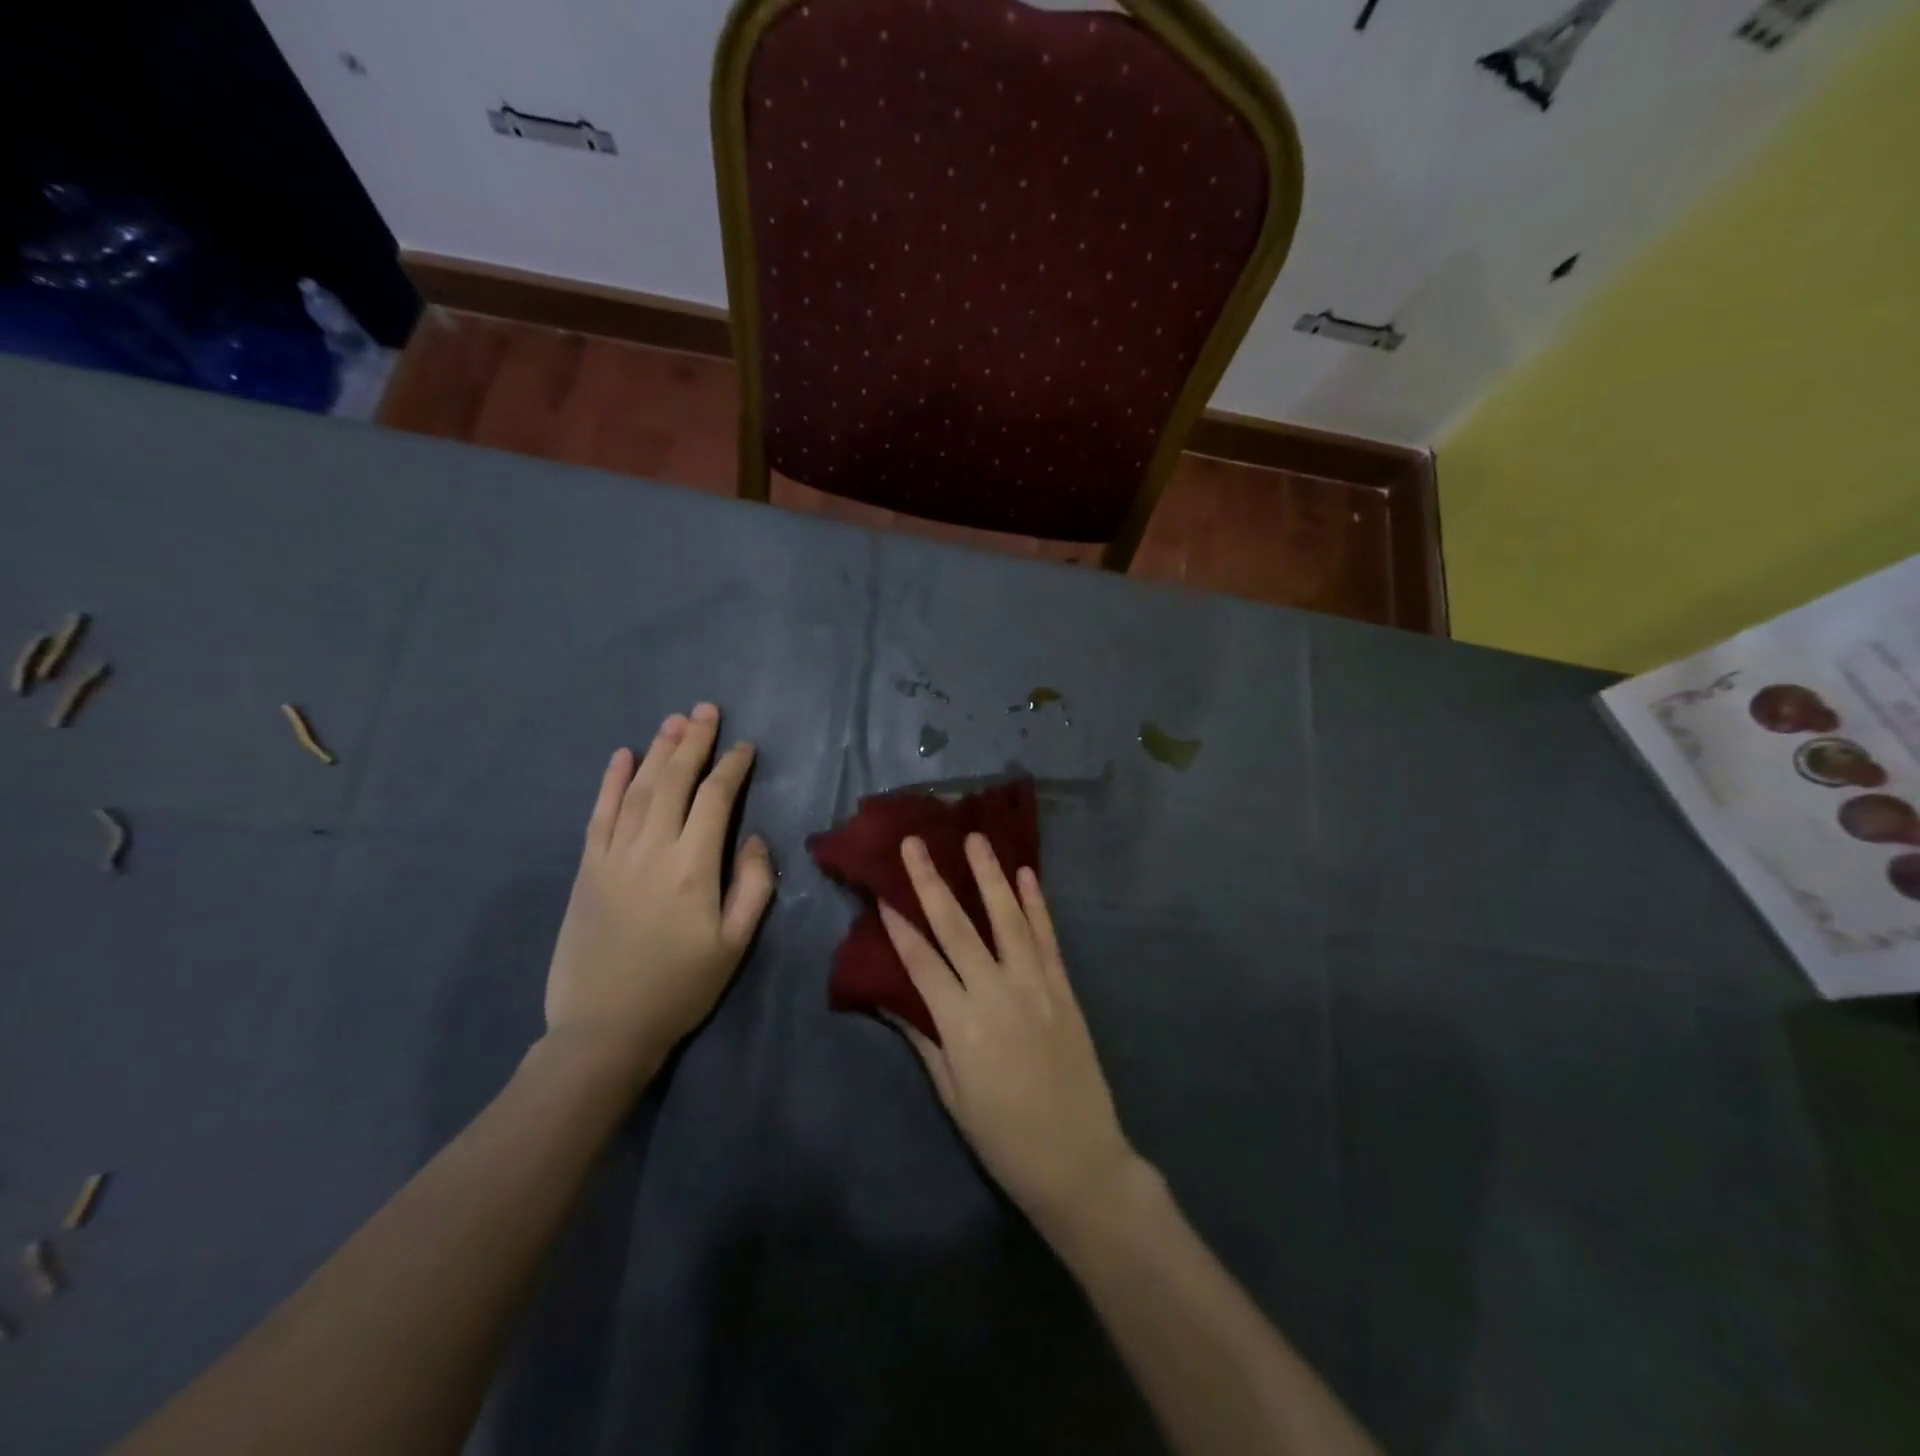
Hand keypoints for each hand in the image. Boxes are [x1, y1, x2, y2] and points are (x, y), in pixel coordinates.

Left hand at [545, 703, 774, 1078]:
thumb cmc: (680, 987)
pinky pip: (599, 814)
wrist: (604, 1028)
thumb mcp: (735, 944)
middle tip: (706, 710)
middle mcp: (651, 849)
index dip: (732, 767)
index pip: (715, 799)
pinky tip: (622, 756)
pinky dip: (610, 781)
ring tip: (674, 721)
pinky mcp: (587, 869)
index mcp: (693, 867)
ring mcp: (613, 856)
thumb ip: (752, 885)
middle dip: (693, 742)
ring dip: (658, 751)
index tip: (745, 746)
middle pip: (674, 781)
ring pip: (638, 789)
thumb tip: (754, 838)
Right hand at [879, 834, 1140, 1232]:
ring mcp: (1034, 986)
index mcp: (960, 1025)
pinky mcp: (1063, 989)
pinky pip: (1046, 938)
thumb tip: (890, 998)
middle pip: (956, 927)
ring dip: (989, 875)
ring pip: (1007, 919)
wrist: (1078, 1161)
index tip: (881, 891)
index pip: (921, 962)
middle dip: (931, 882)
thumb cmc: (1004, 1137)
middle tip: (915, 843)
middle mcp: (995, 993)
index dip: (898, 926)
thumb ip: (924, 1039)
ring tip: (974, 838)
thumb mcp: (952, 1095)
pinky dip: (1037, 904)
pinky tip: (1026, 874)